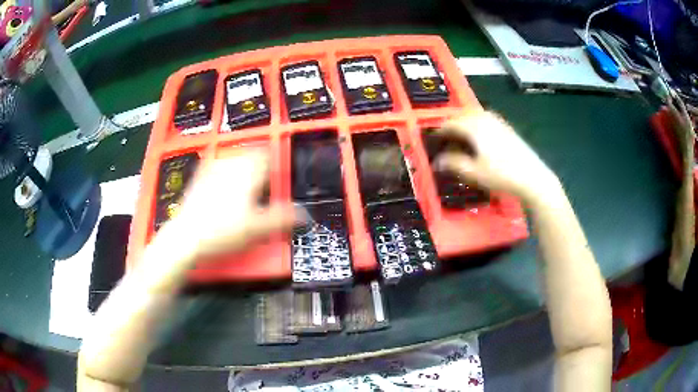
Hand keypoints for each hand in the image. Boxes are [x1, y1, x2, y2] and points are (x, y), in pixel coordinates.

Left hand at [167, 151, 297, 261]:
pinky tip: (220, 175)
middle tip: (264, 176)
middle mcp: (230, 166)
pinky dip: (222, 167)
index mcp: (247, 174)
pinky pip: (213, 164)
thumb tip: (305, 214)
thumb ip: (283, 219)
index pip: (266, 155)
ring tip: (246, 176)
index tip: (278, 169)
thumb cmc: (222, 231)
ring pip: (233, 157)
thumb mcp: (258, 229)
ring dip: (242, 162)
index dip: (275, 159)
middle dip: (259, 161)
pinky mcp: (198, 179)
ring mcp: (212, 171)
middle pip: (250, 153)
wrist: (187, 237)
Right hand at [435, 111, 559, 203]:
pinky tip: (479, 137)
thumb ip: (453, 164)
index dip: (439, 131)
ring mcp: (497, 121)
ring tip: (460, 136)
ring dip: (464, 123)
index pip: (450, 123)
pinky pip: (485, 119)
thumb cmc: (501, 175)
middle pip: (462, 115)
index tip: (433, 141)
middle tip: (445, 138)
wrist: (532, 176)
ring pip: (475, 115)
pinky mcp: (506, 127)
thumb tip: (436, 161)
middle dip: (452, 125)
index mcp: (473, 127)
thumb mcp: (474, 172)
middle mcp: (484, 119)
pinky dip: (477, 124)